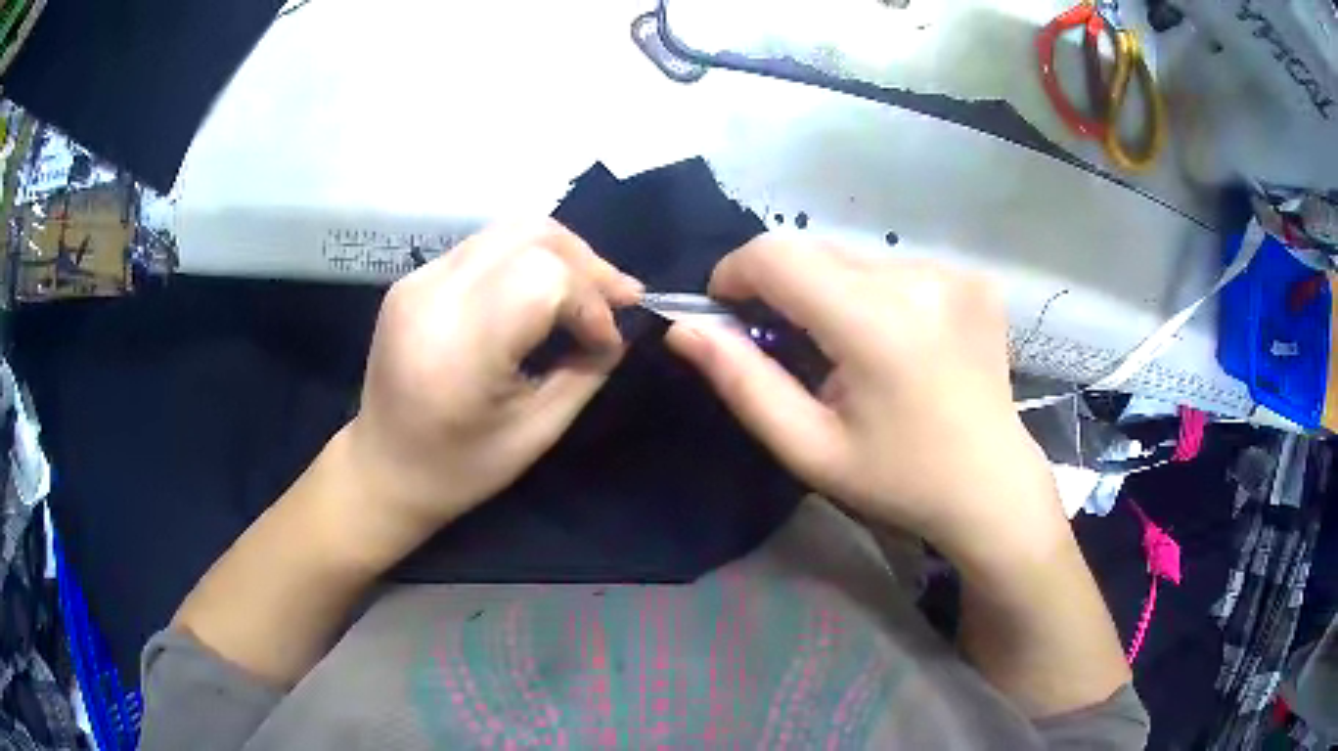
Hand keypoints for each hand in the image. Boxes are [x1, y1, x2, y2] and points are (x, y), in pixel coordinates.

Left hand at [340, 220, 641, 555]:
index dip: (590, 301)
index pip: (545, 279)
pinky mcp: (415, 277)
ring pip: (511, 228)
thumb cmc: (458, 469)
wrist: (381, 468)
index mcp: (459, 348)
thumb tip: (620, 330)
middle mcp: (433, 296)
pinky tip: (544, 292)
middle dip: (587, 263)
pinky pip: (486, 245)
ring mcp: (418, 279)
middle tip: (619, 299)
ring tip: (588, 290)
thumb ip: (585, 373)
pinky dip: (528, 259)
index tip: (608, 341)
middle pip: (532, 235)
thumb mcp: (536, 434)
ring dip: (562, 254)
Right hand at [666, 234, 1062, 569]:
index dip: (736, 273)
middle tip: (791, 346)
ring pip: (854, 258)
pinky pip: (896, 267)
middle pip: (815, 251)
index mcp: (876, 324)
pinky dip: (876, 294)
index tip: (729, 313)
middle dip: (783, 288)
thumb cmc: (898, 480)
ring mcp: (953, 272)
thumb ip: (743, 382)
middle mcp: (918, 278)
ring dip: (831, 291)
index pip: (777, 255)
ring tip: (850, 351)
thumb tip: (684, 327)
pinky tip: (896, 342)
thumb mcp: (810, 447)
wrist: (991, 486)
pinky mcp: (972, 277)